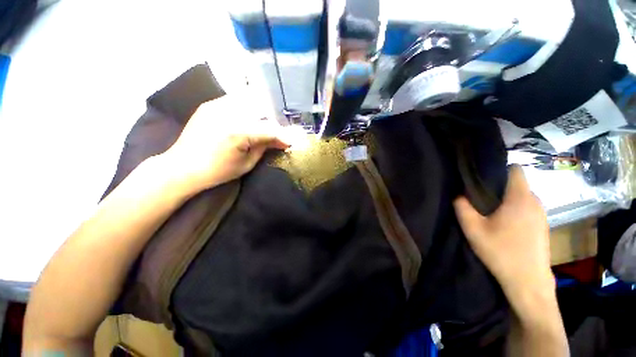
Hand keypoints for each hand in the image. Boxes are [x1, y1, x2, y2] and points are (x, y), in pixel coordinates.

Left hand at [159, 93, 299, 193]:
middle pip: (262, 110)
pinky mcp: (210, 104)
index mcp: (239, 132)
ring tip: (263, 124)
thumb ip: (265, 147)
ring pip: (250, 99)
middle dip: (273, 122)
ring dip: (261, 112)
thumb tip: (282, 141)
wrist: (182, 167)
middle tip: (276, 134)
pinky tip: (247, 118)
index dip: (284, 136)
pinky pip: (235, 99)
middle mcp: (229, 113)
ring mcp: (217, 105)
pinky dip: (246, 107)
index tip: (291, 142)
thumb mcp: (247, 163)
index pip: (270, 129)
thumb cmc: (217, 171)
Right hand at [453, 166, 553, 300]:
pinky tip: (503, 224)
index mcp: (520, 198)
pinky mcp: (542, 225)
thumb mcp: (473, 229)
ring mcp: (541, 214)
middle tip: (478, 197)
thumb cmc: (501, 252)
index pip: (515, 169)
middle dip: (498, 186)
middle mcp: (535, 201)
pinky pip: (526, 207)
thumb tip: (458, 194)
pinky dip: (514, 209)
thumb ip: (462, 207)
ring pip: (521, 196)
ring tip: (489, 211)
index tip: (480, 178)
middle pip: (516, 183)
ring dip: (505, 199)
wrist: (528, 282)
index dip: (497, 169)